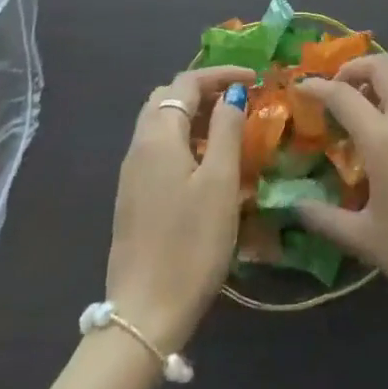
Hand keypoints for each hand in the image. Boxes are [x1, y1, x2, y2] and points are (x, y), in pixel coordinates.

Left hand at [104, 66, 253, 354]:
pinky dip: (185, 138)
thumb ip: (227, 130)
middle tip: (240, 98)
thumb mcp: (220, 182)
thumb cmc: (190, 244)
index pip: (186, 83)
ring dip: (195, 114)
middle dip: (204, 89)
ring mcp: (132, 173)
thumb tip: (233, 94)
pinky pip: (159, 148)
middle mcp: (139, 146)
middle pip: (168, 98)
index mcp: (158, 136)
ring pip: (161, 123)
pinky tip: (208, 162)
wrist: (144, 315)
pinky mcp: (133, 197)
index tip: (255, 78)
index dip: (221, 73)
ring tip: (230, 126)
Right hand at [293, 56, 387, 318]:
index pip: (342, 95)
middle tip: (342, 87)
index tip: (304, 87)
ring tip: (376, 96)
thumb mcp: (368, 240)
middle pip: (381, 64)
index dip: (318, 86)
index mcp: (383, 140)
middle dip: (355, 67)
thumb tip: (296, 206)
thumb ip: (327, 220)